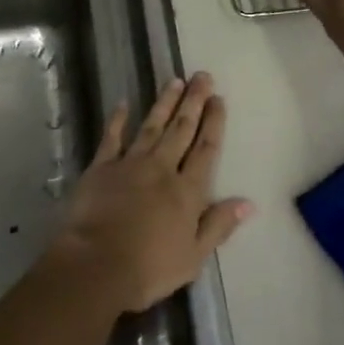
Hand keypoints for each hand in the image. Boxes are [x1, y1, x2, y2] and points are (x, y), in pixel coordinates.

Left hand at [47, 72, 250, 314]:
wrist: (95, 265)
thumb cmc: (149, 268)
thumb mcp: (193, 256)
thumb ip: (219, 225)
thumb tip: (248, 202)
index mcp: (187, 191)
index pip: (206, 149)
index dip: (214, 123)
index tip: (219, 99)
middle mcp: (162, 169)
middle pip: (182, 129)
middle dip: (194, 102)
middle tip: (202, 76)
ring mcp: (130, 164)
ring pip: (152, 126)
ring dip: (164, 103)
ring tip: (175, 81)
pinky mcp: (101, 168)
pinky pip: (111, 138)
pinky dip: (118, 120)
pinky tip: (124, 103)